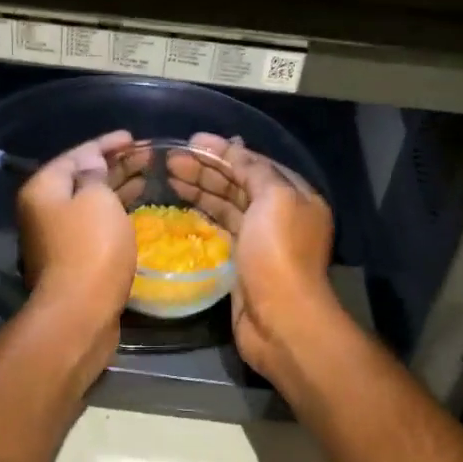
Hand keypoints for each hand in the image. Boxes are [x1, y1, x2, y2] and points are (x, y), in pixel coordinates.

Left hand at [17, 131, 138, 365]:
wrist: (80, 312)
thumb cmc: (90, 247)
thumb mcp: (96, 198)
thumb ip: (95, 174)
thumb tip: (92, 166)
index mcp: (43, 189)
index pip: (76, 154)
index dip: (105, 144)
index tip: (132, 138)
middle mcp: (43, 210)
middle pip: (81, 178)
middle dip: (113, 165)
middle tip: (146, 157)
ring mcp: (56, 237)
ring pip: (90, 203)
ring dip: (116, 190)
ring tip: (146, 179)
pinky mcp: (73, 259)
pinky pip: (95, 226)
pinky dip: (114, 214)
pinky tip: (135, 212)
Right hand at [166, 133, 338, 389]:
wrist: (281, 320)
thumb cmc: (278, 254)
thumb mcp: (274, 199)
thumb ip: (254, 170)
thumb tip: (233, 149)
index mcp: (295, 194)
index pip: (255, 163)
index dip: (223, 150)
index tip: (190, 141)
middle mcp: (280, 214)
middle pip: (238, 183)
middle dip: (206, 168)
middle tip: (169, 160)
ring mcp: (260, 240)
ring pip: (226, 205)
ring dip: (200, 189)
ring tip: (168, 177)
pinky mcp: (242, 262)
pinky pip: (219, 229)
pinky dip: (201, 215)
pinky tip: (179, 206)